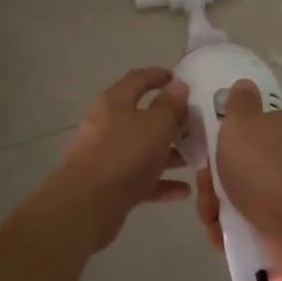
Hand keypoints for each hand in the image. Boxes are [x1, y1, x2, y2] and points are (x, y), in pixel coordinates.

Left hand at [41, 68, 192, 252]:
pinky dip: (160, 182)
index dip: (158, 76)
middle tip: (195, 124)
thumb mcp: (156, 125)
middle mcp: (107, 124)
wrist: (86, 205)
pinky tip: (183, 191)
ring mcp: (106, 155)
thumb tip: (178, 85)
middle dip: (170, 121)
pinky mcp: (108, 185)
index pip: (138, 79)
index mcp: (115, 102)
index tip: (180, 80)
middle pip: (142, 116)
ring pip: (142, 149)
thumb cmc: (125, 154)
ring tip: (195, 159)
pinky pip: (139, 178)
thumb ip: (170, 105)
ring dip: (168, 153)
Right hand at [193, 80, 281, 280]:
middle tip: (206, 193)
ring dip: (219, 209)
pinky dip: (233, 231)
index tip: (205, 155)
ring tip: (213, 220)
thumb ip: (240, 104)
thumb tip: (245, 84)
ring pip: (243, 198)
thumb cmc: (265, 169)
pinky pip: (252, 225)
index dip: (223, 141)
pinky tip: (222, 237)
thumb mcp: (243, 123)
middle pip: (241, 166)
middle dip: (215, 182)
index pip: (251, 128)